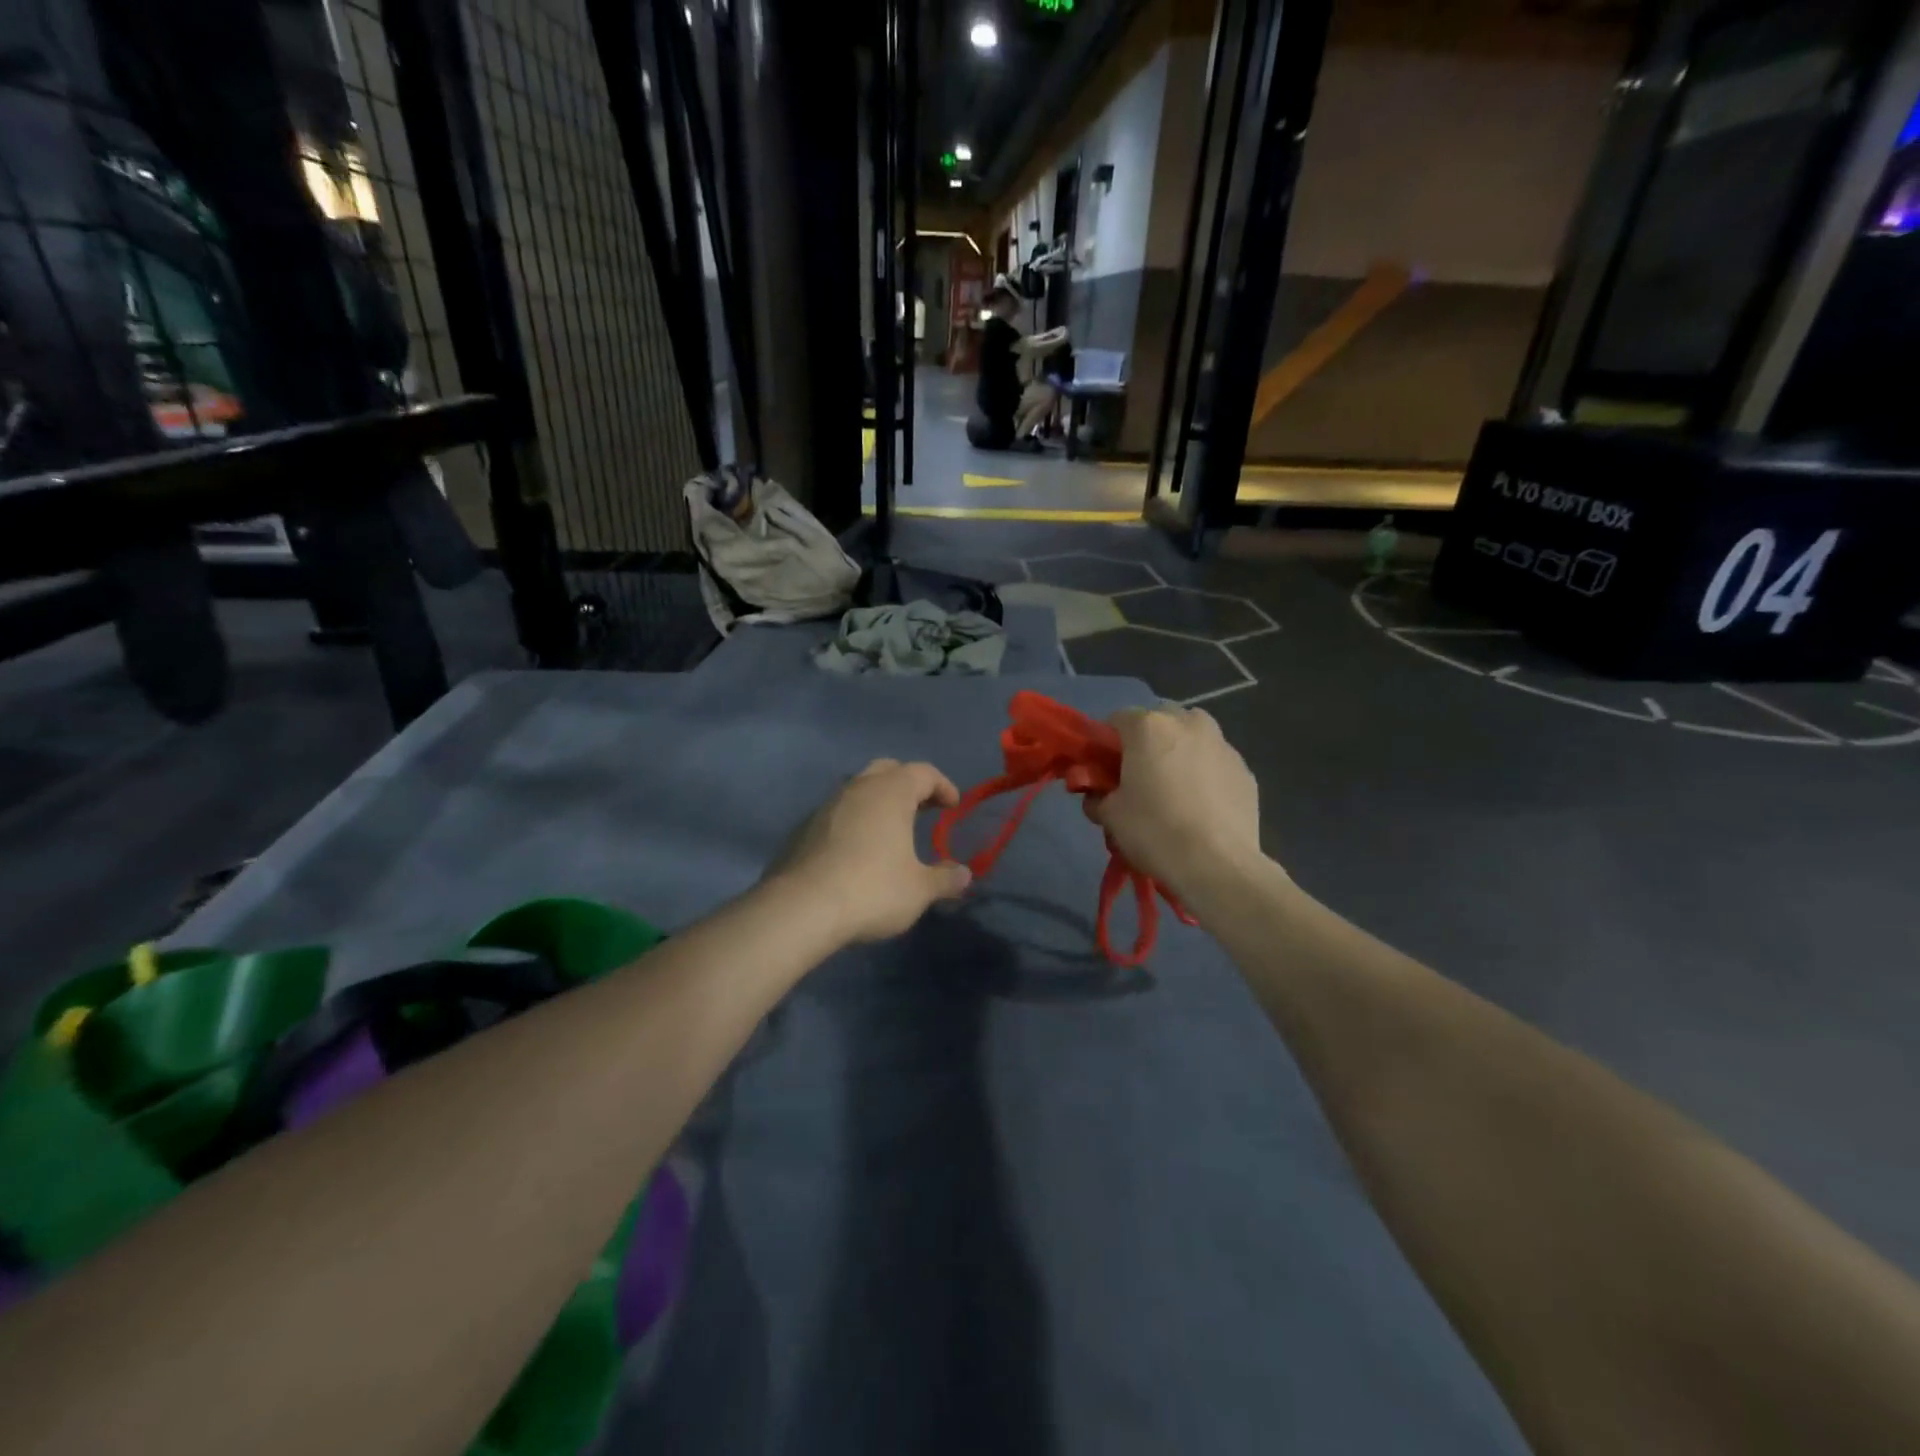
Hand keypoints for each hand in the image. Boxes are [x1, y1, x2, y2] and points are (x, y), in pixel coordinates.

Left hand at [771, 760, 972, 943]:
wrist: (801, 908)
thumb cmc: (872, 890)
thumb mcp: (919, 890)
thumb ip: (945, 879)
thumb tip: (964, 874)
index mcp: (891, 792)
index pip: (923, 772)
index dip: (942, 786)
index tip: (952, 807)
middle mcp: (858, 788)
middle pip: (887, 770)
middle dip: (908, 784)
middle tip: (922, 808)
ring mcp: (826, 806)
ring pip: (858, 789)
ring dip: (878, 801)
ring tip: (890, 830)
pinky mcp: (803, 828)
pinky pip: (837, 813)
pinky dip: (854, 821)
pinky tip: (857, 850)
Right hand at [1084, 707, 1267, 908]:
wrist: (1217, 865)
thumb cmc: (1154, 831)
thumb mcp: (1110, 816)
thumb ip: (1097, 796)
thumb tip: (1099, 796)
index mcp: (1149, 726)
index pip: (1116, 721)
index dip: (1106, 745)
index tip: (1105, 772)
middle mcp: (1188, 723)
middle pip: (1158, 721)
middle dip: (1146, 743)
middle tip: (1140, 779)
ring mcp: (1222, 744)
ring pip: (1192, 738)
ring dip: (1179, 754)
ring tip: (1174, 792)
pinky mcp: (1245, 770)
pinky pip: (1215, 763)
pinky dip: (1205, 775)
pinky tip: (1201, 808)